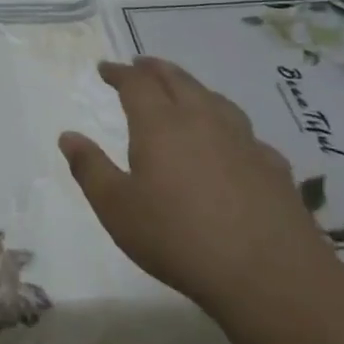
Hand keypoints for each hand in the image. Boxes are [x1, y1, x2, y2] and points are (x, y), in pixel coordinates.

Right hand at [59, 57, 337, 315]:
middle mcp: (203, 121)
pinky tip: (233, 143)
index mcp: (160, 125)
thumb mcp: (117, 208)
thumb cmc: (179, 239)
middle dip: (156, 70)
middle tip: (141, 65)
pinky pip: (246, 134)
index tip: (105, 68)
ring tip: (185, 91)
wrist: (272, 278)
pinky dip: (229, 126)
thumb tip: (68, 136)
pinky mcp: (275, 169)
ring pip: (216, 100)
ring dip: (194, 88)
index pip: (137, 84)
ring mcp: (244, 143)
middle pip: (179, 81)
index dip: (119, 73)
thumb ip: (90, 169)